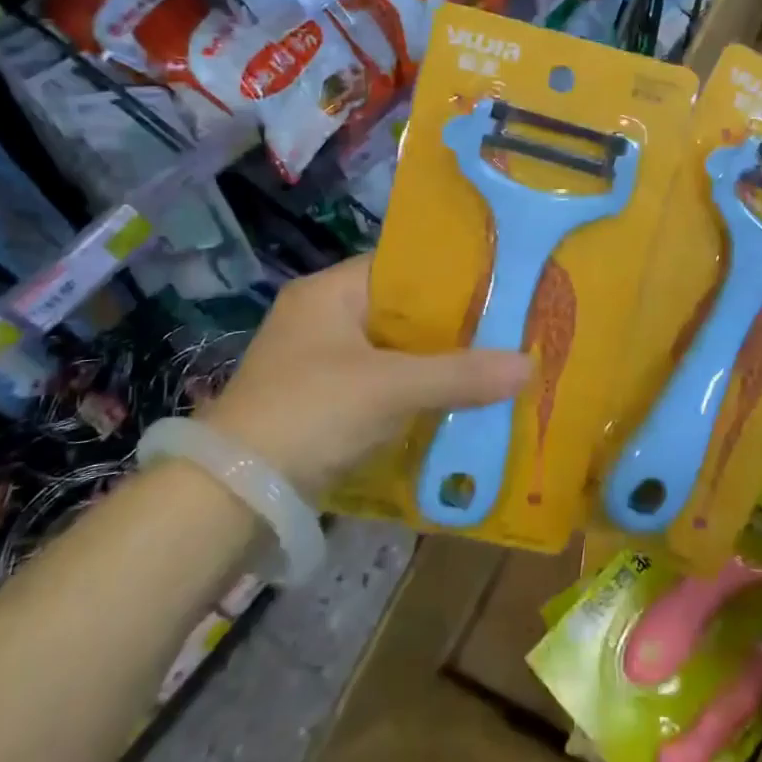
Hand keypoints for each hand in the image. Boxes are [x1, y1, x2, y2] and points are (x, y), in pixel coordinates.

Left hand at [196, 256, 530, 495]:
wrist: (230, 494)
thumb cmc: (310, 413)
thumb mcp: (389, 389)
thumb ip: (459, 375)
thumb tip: (530, 366)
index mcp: (328, 293)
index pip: (400, 267)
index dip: (450, 276)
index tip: (499, 288)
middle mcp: (320, 318)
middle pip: (400, 312)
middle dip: (449, 326)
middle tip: (506, 330)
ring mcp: (316, 362)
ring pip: (391, 352)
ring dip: (432, 363)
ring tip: (490, 365)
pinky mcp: (318, 402)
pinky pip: (378, 385)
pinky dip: (411, 392)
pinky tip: (451, 403)